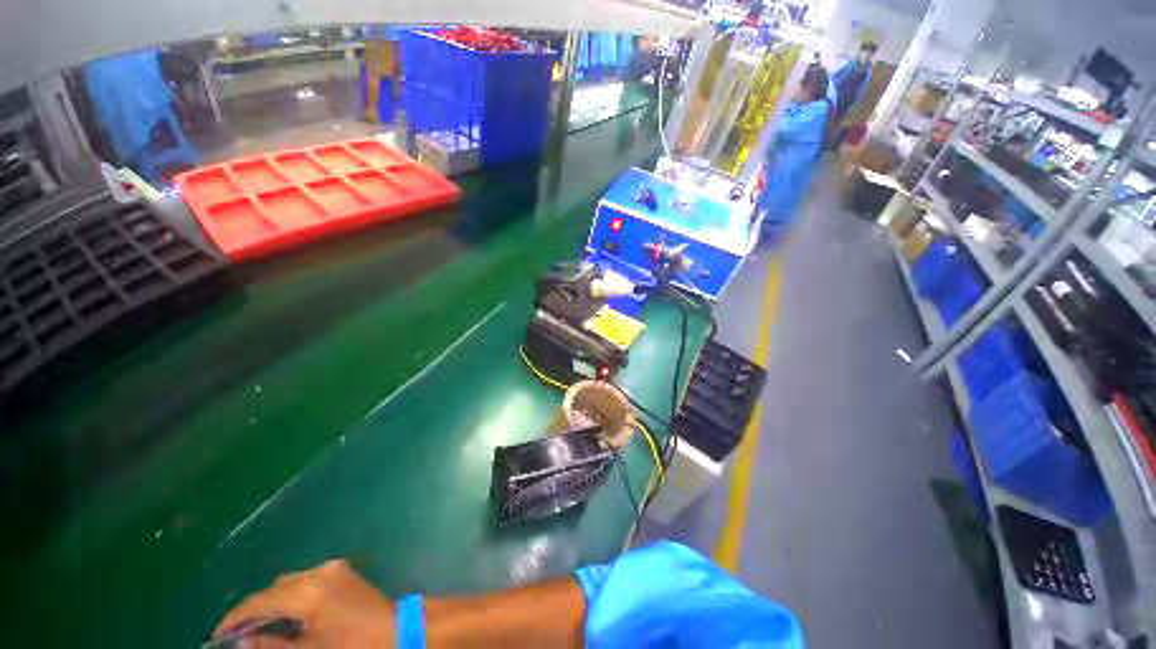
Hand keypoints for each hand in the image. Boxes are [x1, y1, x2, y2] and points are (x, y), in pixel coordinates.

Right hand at [212, 559, 395, 647]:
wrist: (395, 629)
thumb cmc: (351, 646)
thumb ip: (272, 645)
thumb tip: (242, 641)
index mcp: (308, 592)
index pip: (260, 601)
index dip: (234, 618)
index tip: (217, 635)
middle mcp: (318, 572)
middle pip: (275, 589)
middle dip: (253, 609)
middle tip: (235, 634)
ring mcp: (333, 568)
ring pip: (289, 582)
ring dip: (272, 601)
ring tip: (256, 626)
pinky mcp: (342, 570)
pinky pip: (307, 580)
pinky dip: (291, 595)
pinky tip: (285, 615)